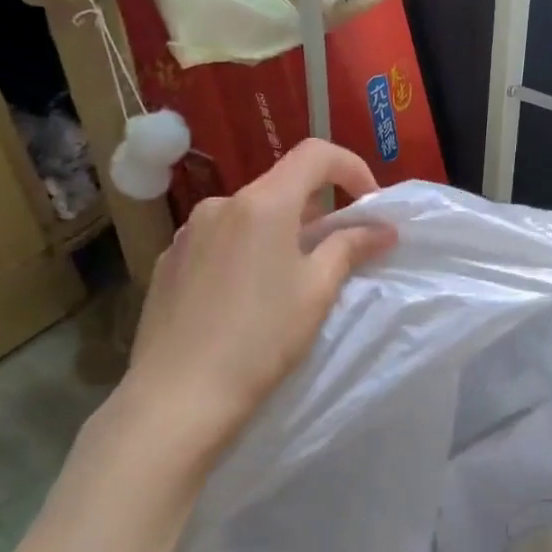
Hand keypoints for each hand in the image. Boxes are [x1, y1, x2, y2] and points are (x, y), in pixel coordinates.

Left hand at [109, 139, 396, 478]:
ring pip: (249, 214)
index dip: (351, 168)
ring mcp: (188, 232)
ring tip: (291, 277)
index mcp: (262, 203)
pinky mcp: (169, 261)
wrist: (177, 397)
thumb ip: (351, 246)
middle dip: (318, 208)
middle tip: (337, 249)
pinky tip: (247, 296)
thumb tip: (382, 228)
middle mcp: (221, 204)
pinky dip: (246, 250)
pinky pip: (220, 239)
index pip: (316, 154)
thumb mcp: (317, 290)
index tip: (369, 205)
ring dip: (280, 230)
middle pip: (282, 185)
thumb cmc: (261, 339)